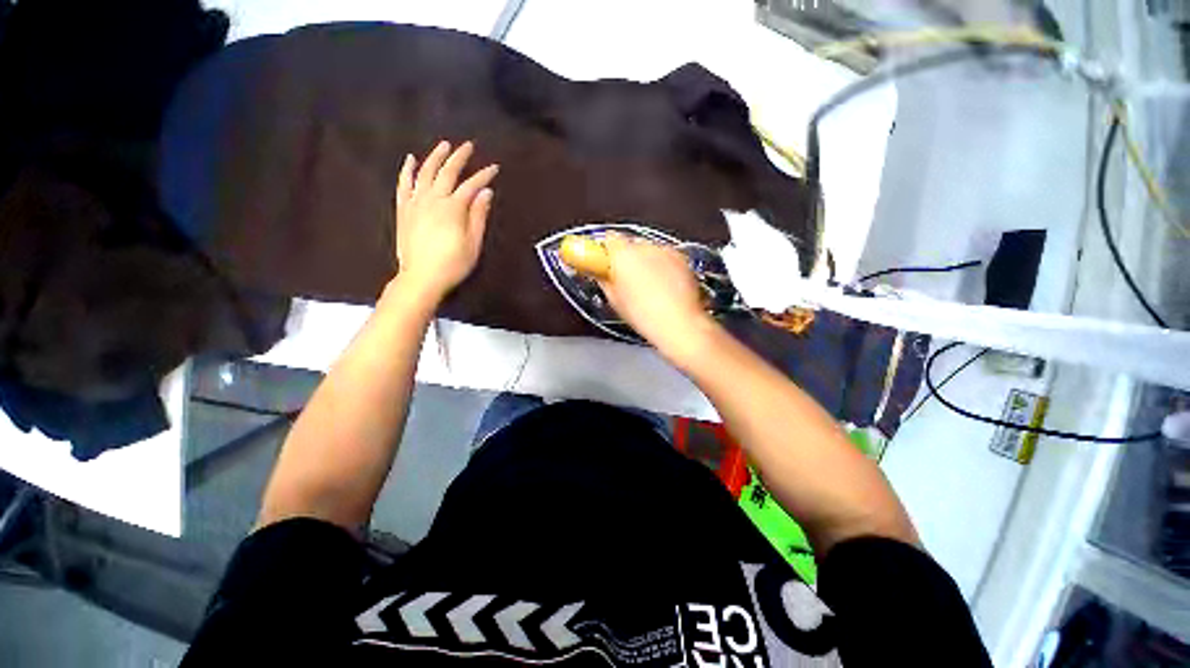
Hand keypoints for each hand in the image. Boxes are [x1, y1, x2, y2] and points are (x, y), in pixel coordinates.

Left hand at [394, 141, 498, 302]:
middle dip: (459, 157)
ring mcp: (415, 202)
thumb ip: (478, 216)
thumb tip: (486, 192)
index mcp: (453, 208)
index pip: (471, 185)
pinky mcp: (404, 209)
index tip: (494, 168)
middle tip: (468, 146)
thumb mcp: (473, 243)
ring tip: (444, 145)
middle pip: (447, 172)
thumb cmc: (453, 263)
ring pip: (425, 173)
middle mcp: (433, 199)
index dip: (484, 175)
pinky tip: (412, 160)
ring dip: (435, 157)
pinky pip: (404, 184)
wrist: (421, 277)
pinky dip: (408, 170)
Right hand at [597, 232, 718, 363]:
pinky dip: (663, 266)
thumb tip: (600, 273)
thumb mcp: (615, 300)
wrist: (678, 323)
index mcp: (623, 255)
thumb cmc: (643, 315)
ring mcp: (666, 250)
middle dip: (627, 258)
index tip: (605, 263)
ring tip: (648, 286)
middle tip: (627, 279)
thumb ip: (604, 280)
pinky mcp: (682, 258)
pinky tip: (664, 286)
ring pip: (650, 250)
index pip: (609, 238)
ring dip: (646, 261)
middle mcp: (645, 246)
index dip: (606, 251)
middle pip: (631, 244)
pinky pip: (666, 256)